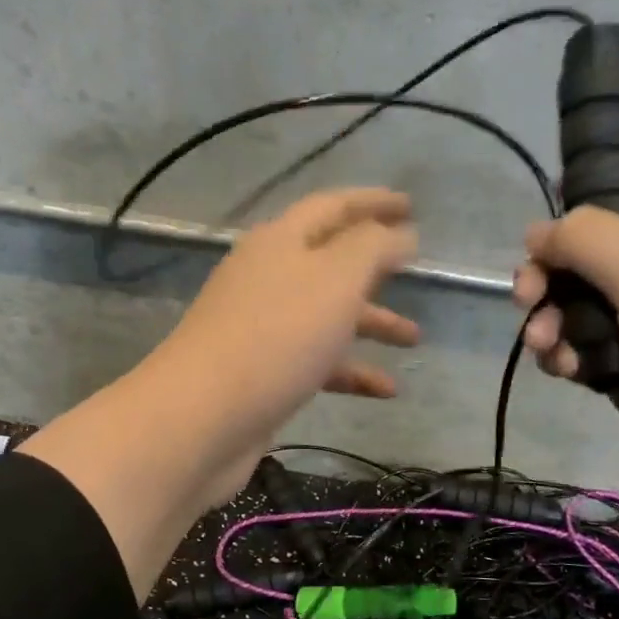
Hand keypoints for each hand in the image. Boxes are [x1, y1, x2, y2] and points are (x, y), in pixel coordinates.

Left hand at [147, 187, 419, 504]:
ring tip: (413, 338)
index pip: (333, 206)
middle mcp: (267, 277)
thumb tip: (399, 232)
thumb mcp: (335, 280)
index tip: (412, 205)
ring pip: (326, 314)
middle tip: (416, 268)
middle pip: (329, 261)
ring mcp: (262, 327)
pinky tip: (386, 390)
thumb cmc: (276, 337)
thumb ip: (373, 248)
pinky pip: (316, 361)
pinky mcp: (262, 373)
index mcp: (280, 242)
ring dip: (370, 321)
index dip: (373, 201)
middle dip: (374, 265)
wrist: (202, 417)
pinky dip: (351, 370)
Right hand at [514, 172, 618, 518]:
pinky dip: (568, 356)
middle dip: (551, 274)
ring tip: (545, 345)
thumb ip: (585, 238)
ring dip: (551, 321)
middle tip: (526, 297)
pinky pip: (588, 349)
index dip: (587, 201)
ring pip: (582, 306)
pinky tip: (564, 371)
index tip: (545, 231)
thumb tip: (538, 233)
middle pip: (593, 254)